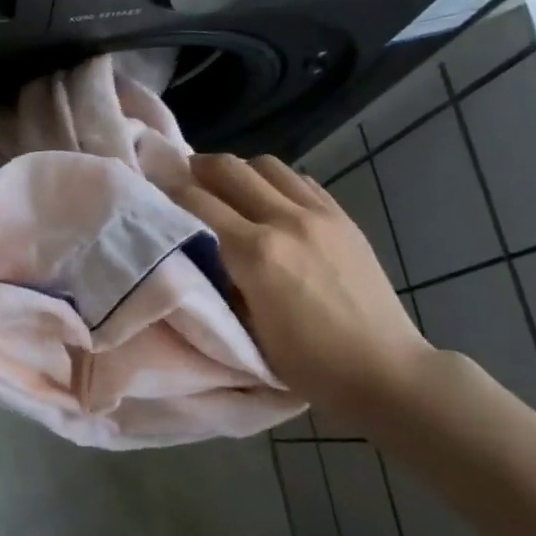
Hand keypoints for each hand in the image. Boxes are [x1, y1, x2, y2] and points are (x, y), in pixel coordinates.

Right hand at [170, 153, 434, 408]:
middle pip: (229, 168)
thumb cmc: (307, 363)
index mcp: (255, 254)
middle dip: (197, 167)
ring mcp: (319, 215)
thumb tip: (196, 248)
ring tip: (226, 188)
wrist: (384, 371)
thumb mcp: (246, 327)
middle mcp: (285, 221)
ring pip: (266, 165)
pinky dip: (274, 181)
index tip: (151, 186)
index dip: (167, 189)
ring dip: (238, 170)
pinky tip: (268, 201)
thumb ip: (218, 278)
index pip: (197, 202)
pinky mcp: (342, 218)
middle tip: (182, 177)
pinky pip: (300, 180)